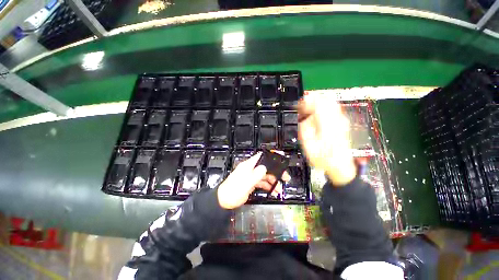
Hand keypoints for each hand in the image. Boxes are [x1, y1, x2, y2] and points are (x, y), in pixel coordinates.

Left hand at [217, 152, 290, 208]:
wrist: (224, 201)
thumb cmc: (233, 191)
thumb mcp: (245, 184)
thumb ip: (255, 175)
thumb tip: (264, 168)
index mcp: (248, 166)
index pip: (261, 157)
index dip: (271, 156)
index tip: (281, 157)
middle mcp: (251, 169)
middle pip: (266, 167)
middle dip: (276, 172)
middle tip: (285, 177)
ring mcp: (251, 176)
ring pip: (265, 176)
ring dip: (273, 181)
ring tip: (279, 189)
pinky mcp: (251, 182)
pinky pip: (262, 182)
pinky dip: (268, 186)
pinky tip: (273, 191)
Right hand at [297, 95, 355, 185]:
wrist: (339, 166)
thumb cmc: (323, 158)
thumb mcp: (308, 145)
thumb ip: (305, 128)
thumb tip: (304, 118)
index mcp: (327, 124)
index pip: (318, 103)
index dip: (306, 101)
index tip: (298, 105)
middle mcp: (337, 119)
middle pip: (326, 99)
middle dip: (312, 99)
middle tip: (302, 105)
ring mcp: (341, 121)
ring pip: (330, 102)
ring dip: (317, 103)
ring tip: (307, 109)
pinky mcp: (342, 123)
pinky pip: (333, 109)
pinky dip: (323, 108)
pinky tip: (316, 114)